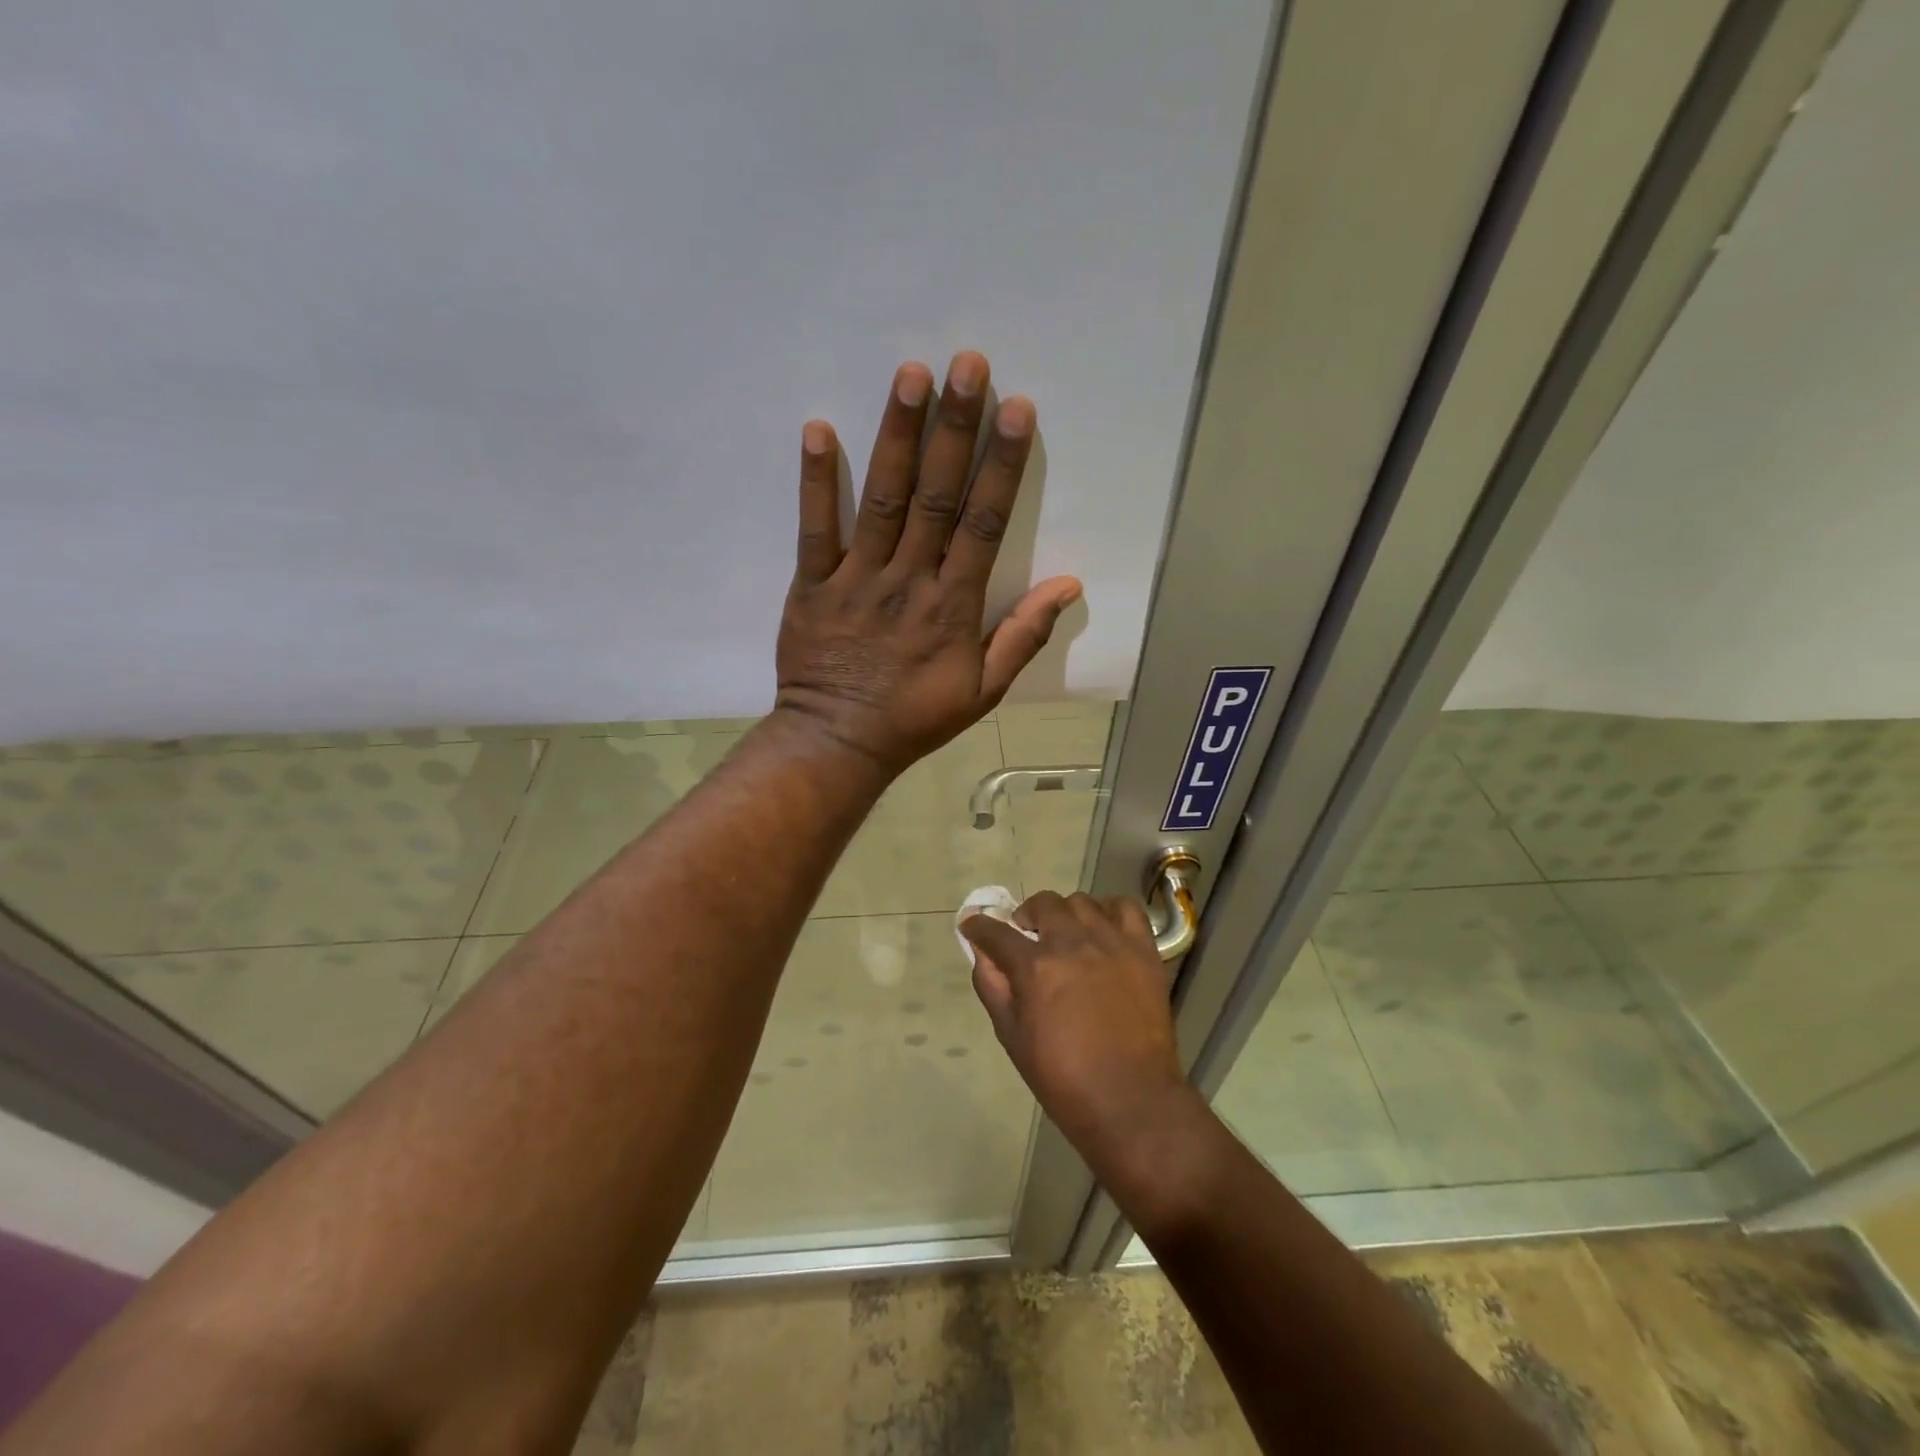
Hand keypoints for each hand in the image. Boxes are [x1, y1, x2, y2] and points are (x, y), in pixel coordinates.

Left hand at [773, 352, 1082, 776]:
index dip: (1002, 466)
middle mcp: (908, 580)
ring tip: (911, 375)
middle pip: (935, 496)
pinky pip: (814, 528)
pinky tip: (817, 429)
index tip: (1017, 410)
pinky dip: (815, 481)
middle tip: (967, 365)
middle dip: (954, 429)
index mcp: (953, 606)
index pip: (984, 524)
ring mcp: (857, 580)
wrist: (839, 742)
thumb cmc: (915, 717)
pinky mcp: (812, 585)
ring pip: (881, 500)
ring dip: (896, 436)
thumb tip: (1070, 584)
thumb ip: (1023, 636)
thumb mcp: (984, 690)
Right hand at [961, 891, 1190, 1163]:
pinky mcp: (1143, 950)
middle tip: (1027, 936)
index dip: (978, 927)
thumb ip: (992, 988)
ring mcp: (1111, 943)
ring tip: (1067, 935)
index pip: (996, 933)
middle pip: (1042, 904)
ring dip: (1065, 914)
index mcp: (1035, 968)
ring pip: (1081, 902)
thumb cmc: (1063, 1078)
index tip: (973, 925)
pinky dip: (1110, 911)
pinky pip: (1125, 908)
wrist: (1130, 1100)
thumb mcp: (1011, 1037)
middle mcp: (1072, 943)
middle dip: (1026, 915)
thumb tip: (981, 954)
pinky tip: (1103, 930)